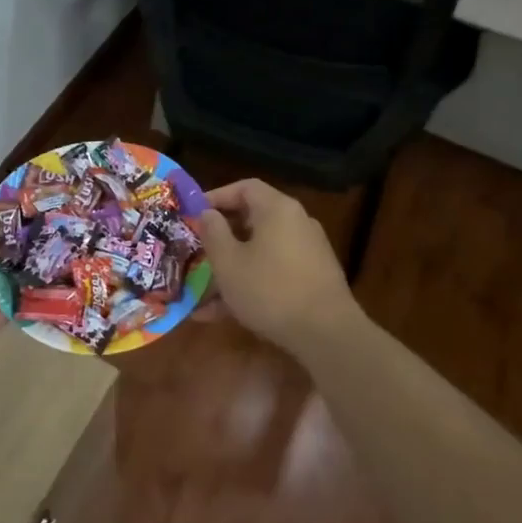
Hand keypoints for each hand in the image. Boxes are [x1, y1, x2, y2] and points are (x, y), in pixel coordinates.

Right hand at [196, 179, 362, 350]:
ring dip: (232, 268)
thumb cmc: (270, 290)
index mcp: (277, 209)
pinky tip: (223, 314)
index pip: (245, 187)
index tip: (194, 214)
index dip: (217, 196)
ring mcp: (308, 252)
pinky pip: (273, 272)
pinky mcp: (312, 278)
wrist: (328, 335)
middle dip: (221, 237)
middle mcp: (296, 223)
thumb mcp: (229, 262)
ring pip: (260, 251)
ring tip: (202, 293)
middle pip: (253, 219)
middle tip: (197, 250)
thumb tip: (207, 213)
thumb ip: (213, 232)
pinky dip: (250, 284)